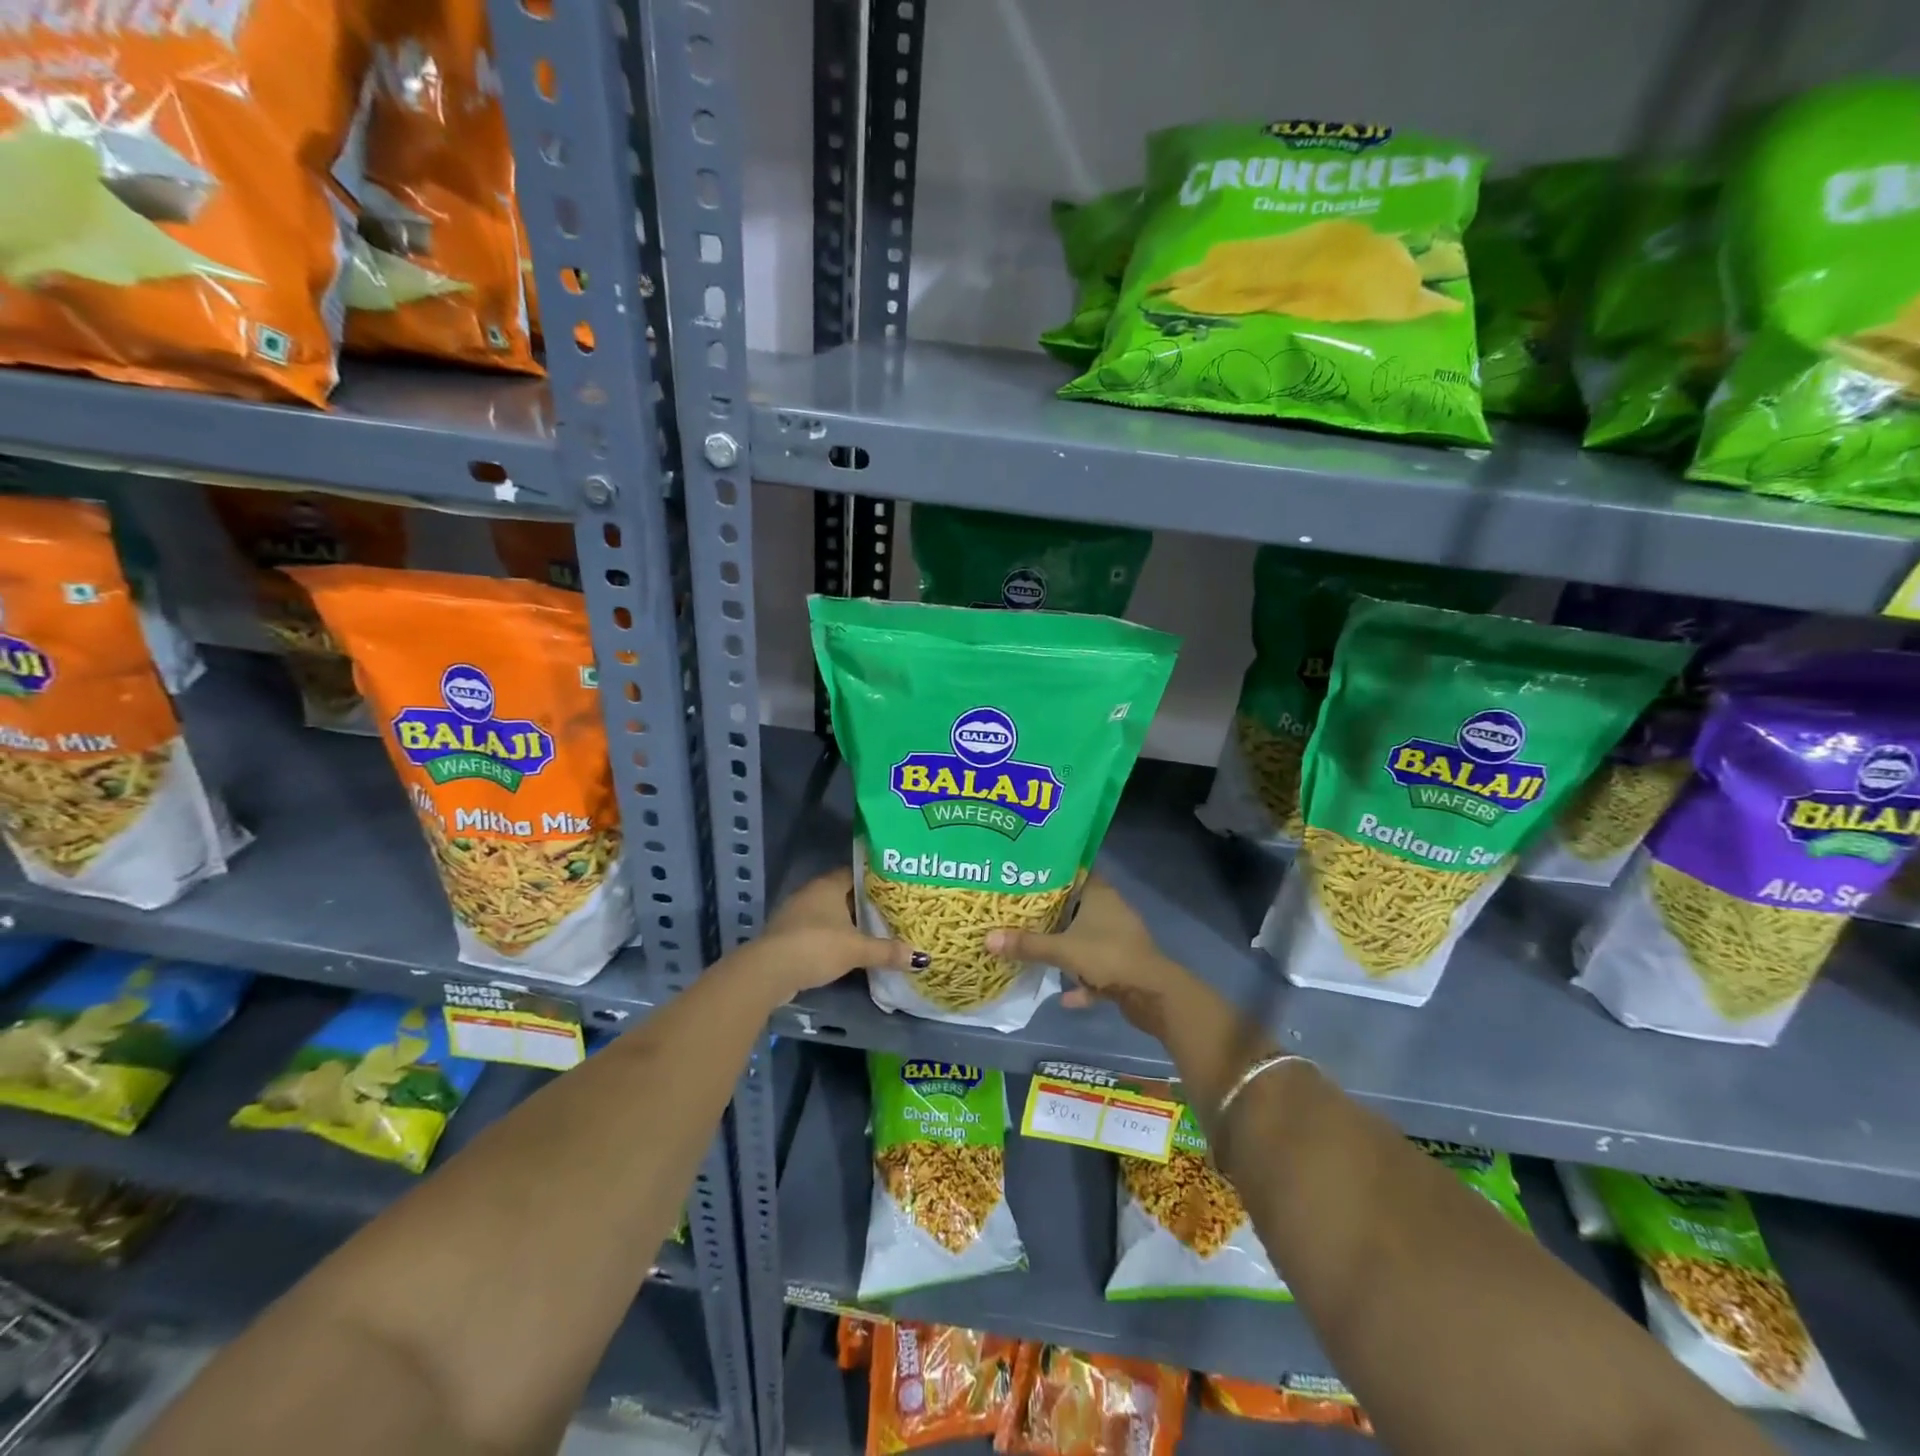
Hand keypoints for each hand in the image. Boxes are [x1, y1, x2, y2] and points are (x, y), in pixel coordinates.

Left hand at [742, 868, 925, 1002]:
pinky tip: (846, 949)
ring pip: (828, 912)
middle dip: (863, 903)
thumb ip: (887, 951)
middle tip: (890, 911)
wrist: (769, 971)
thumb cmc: (817, 947)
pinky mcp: (787, 934)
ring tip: (872, 931)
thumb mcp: (857, 950)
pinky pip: (816, 929)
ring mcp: (795, 913)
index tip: (895, 887)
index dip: (875, 879)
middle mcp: (811, 893)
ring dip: (846, 921)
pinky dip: (831, 936)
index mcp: (828, 885)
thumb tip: (921, 957)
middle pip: (842, 893)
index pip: (856, 872)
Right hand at [985, 876, 1198, 1040]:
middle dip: (1052, 913)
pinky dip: (1082, 980)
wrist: (1153, 994)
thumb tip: (987, 938)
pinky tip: (1064, 995)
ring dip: (1067, 946)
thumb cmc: (1108, 956)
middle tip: (1021, 913)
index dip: (1052, 873)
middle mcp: (1111, 910)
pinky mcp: (1124, 965)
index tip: (1026, 876)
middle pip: (1077, 906)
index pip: (1075, 872)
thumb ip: (1026, 944)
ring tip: (1037, 948)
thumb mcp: (1062, 949)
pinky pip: (1096, 968)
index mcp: (1100, 894)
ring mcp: (1119, 939)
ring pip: (1086, 937)